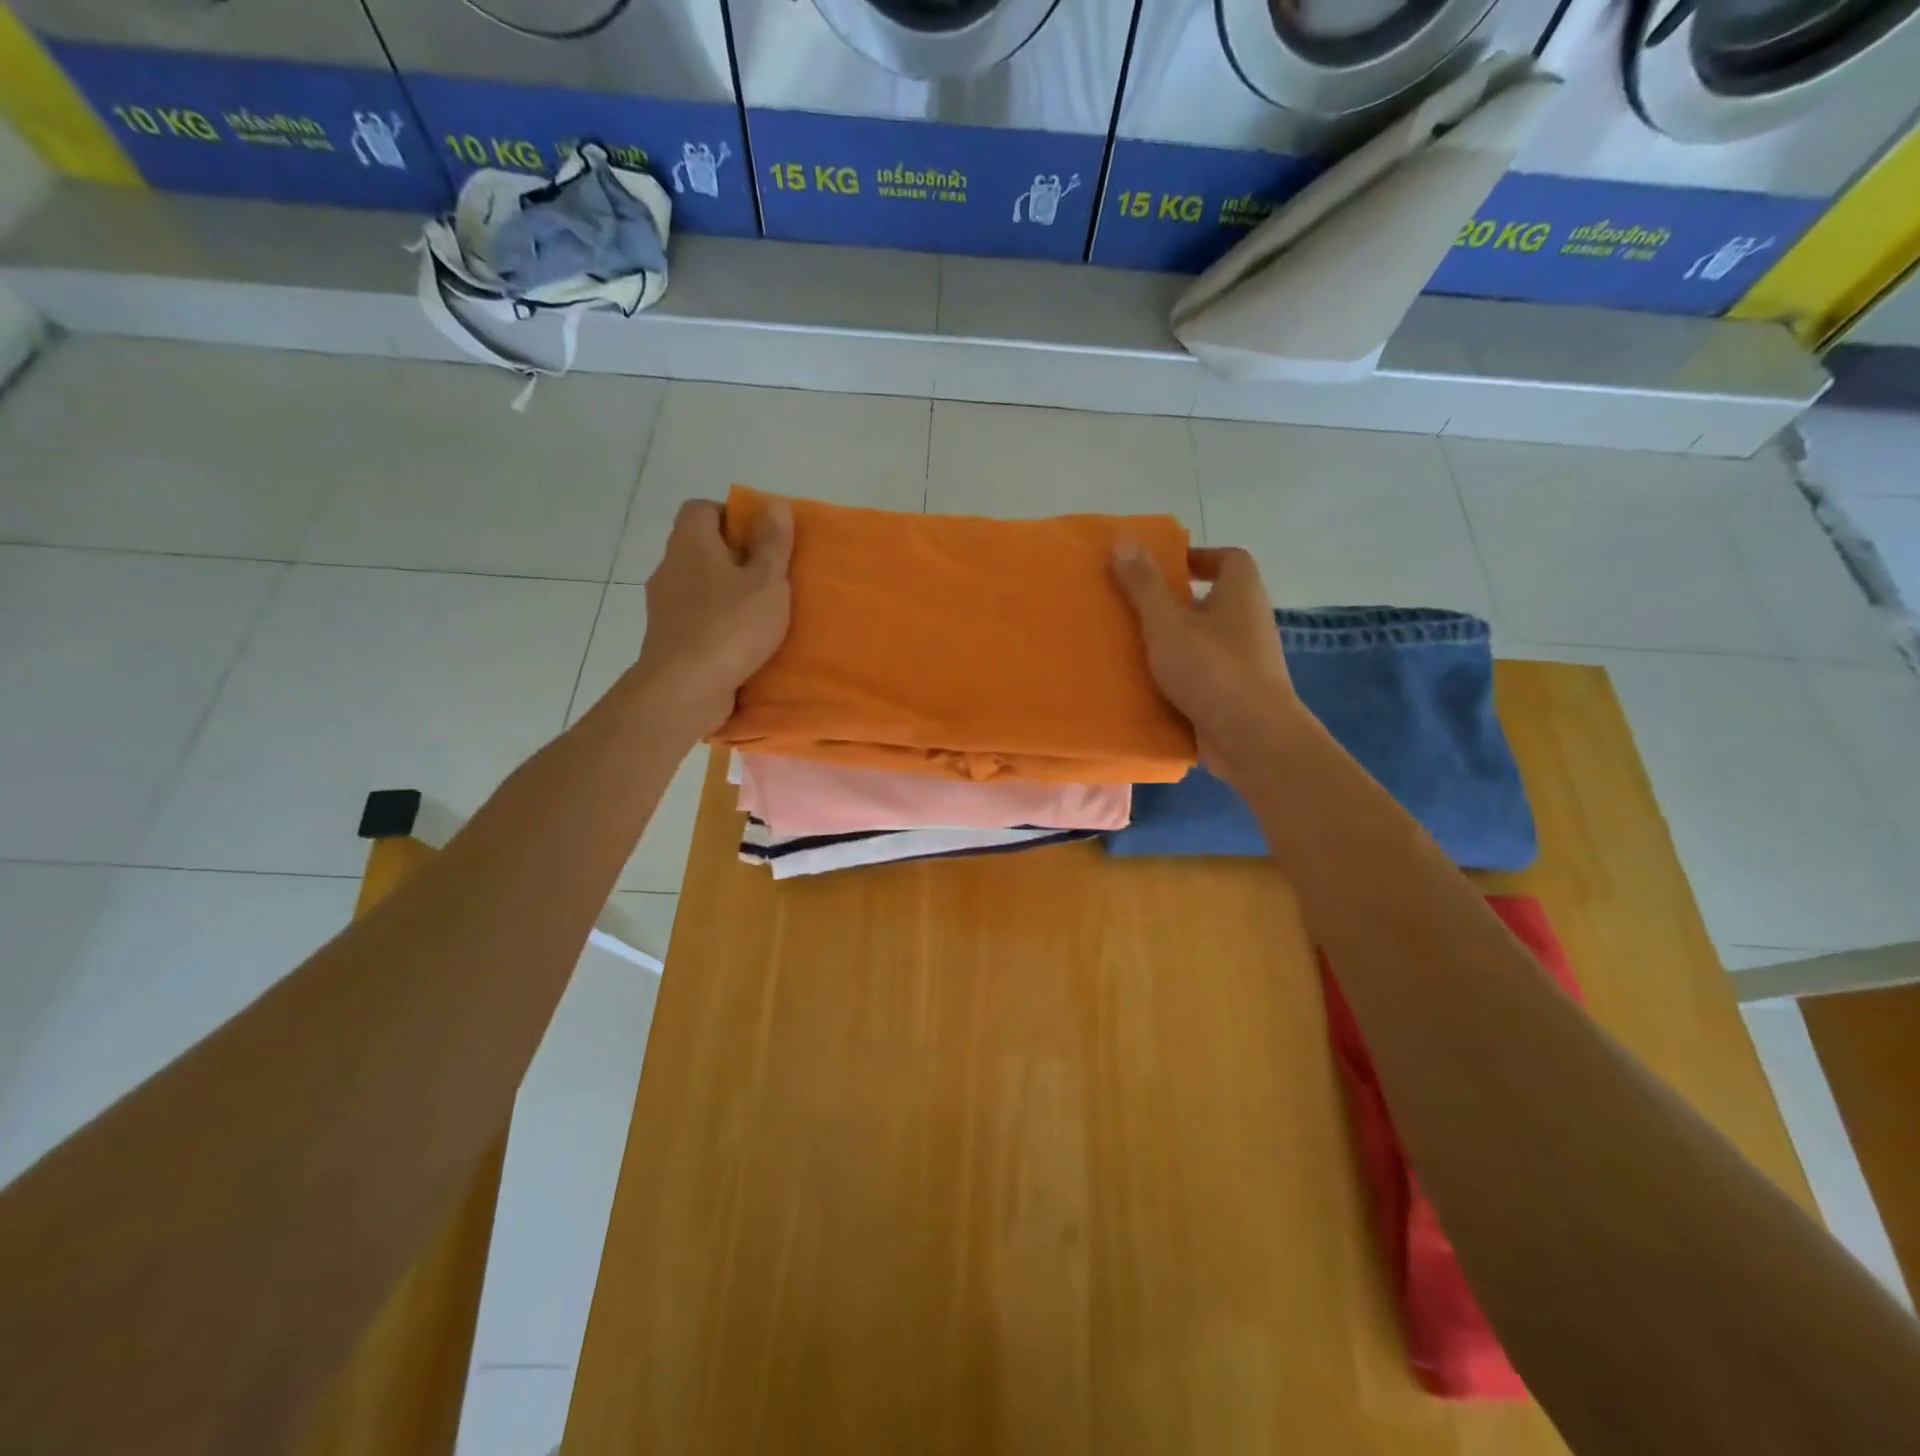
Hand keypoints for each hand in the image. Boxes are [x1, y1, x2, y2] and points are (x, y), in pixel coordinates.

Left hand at [628, 498, 793, 737]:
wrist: (685, 688)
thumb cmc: (730, 626)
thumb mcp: (767, 582)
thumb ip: (772, 544)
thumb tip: (774, 505)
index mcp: (691, 543)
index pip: (702, 508)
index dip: (732, 516)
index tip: (761, 540)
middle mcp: (670, 567)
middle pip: (701, 548)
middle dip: (734, 559)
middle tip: (769, 578)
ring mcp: (664, 606)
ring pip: (698, 586)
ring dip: (726, 595)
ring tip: (760, 614)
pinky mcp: (667, 639)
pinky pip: (696, 619)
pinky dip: (716, 623)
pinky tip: (742, 642)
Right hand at [1112, 541, 1304, 779]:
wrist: (1252, 737)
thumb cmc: (1211, 669)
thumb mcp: (1167, 623)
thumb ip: (1144, 585)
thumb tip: (1123, 539)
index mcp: (1242, 594)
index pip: (1230, 559)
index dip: (1199, 557)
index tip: (1165, 568)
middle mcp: (1251, 622)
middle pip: (1216, 601)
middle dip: (1179, 603)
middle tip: (1137, 609)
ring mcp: (1248, 662)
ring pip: (1209, 641)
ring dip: (1178, 642)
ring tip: (1136, 649)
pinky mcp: (1238, 695)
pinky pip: (1207, 676)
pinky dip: (1183, 677)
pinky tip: (1151, 687)